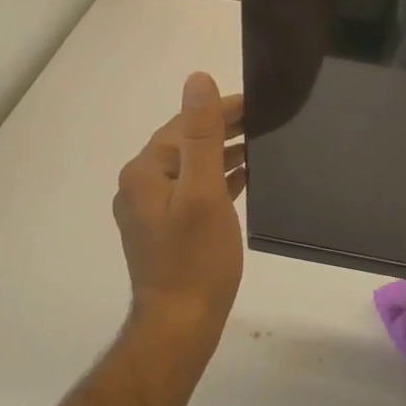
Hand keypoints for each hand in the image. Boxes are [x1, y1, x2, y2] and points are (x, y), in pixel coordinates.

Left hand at [112, 72, 246, 341]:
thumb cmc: (195, 258)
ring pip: (190, 169)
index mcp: (144, 171)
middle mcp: (140, 185)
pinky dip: (216, 181)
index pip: (184, 125)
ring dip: (222, 155)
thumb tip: (197, 79)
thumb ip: (202, 134)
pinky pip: (192, 192)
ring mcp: (150, 210)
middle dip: (223, 130)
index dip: (221, 110)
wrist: (180, 327)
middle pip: (185, 144)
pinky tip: (243, 179)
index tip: (256, 102)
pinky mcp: (164, 230)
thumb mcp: (203, 190)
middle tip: (264, 121)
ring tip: (260, 145)